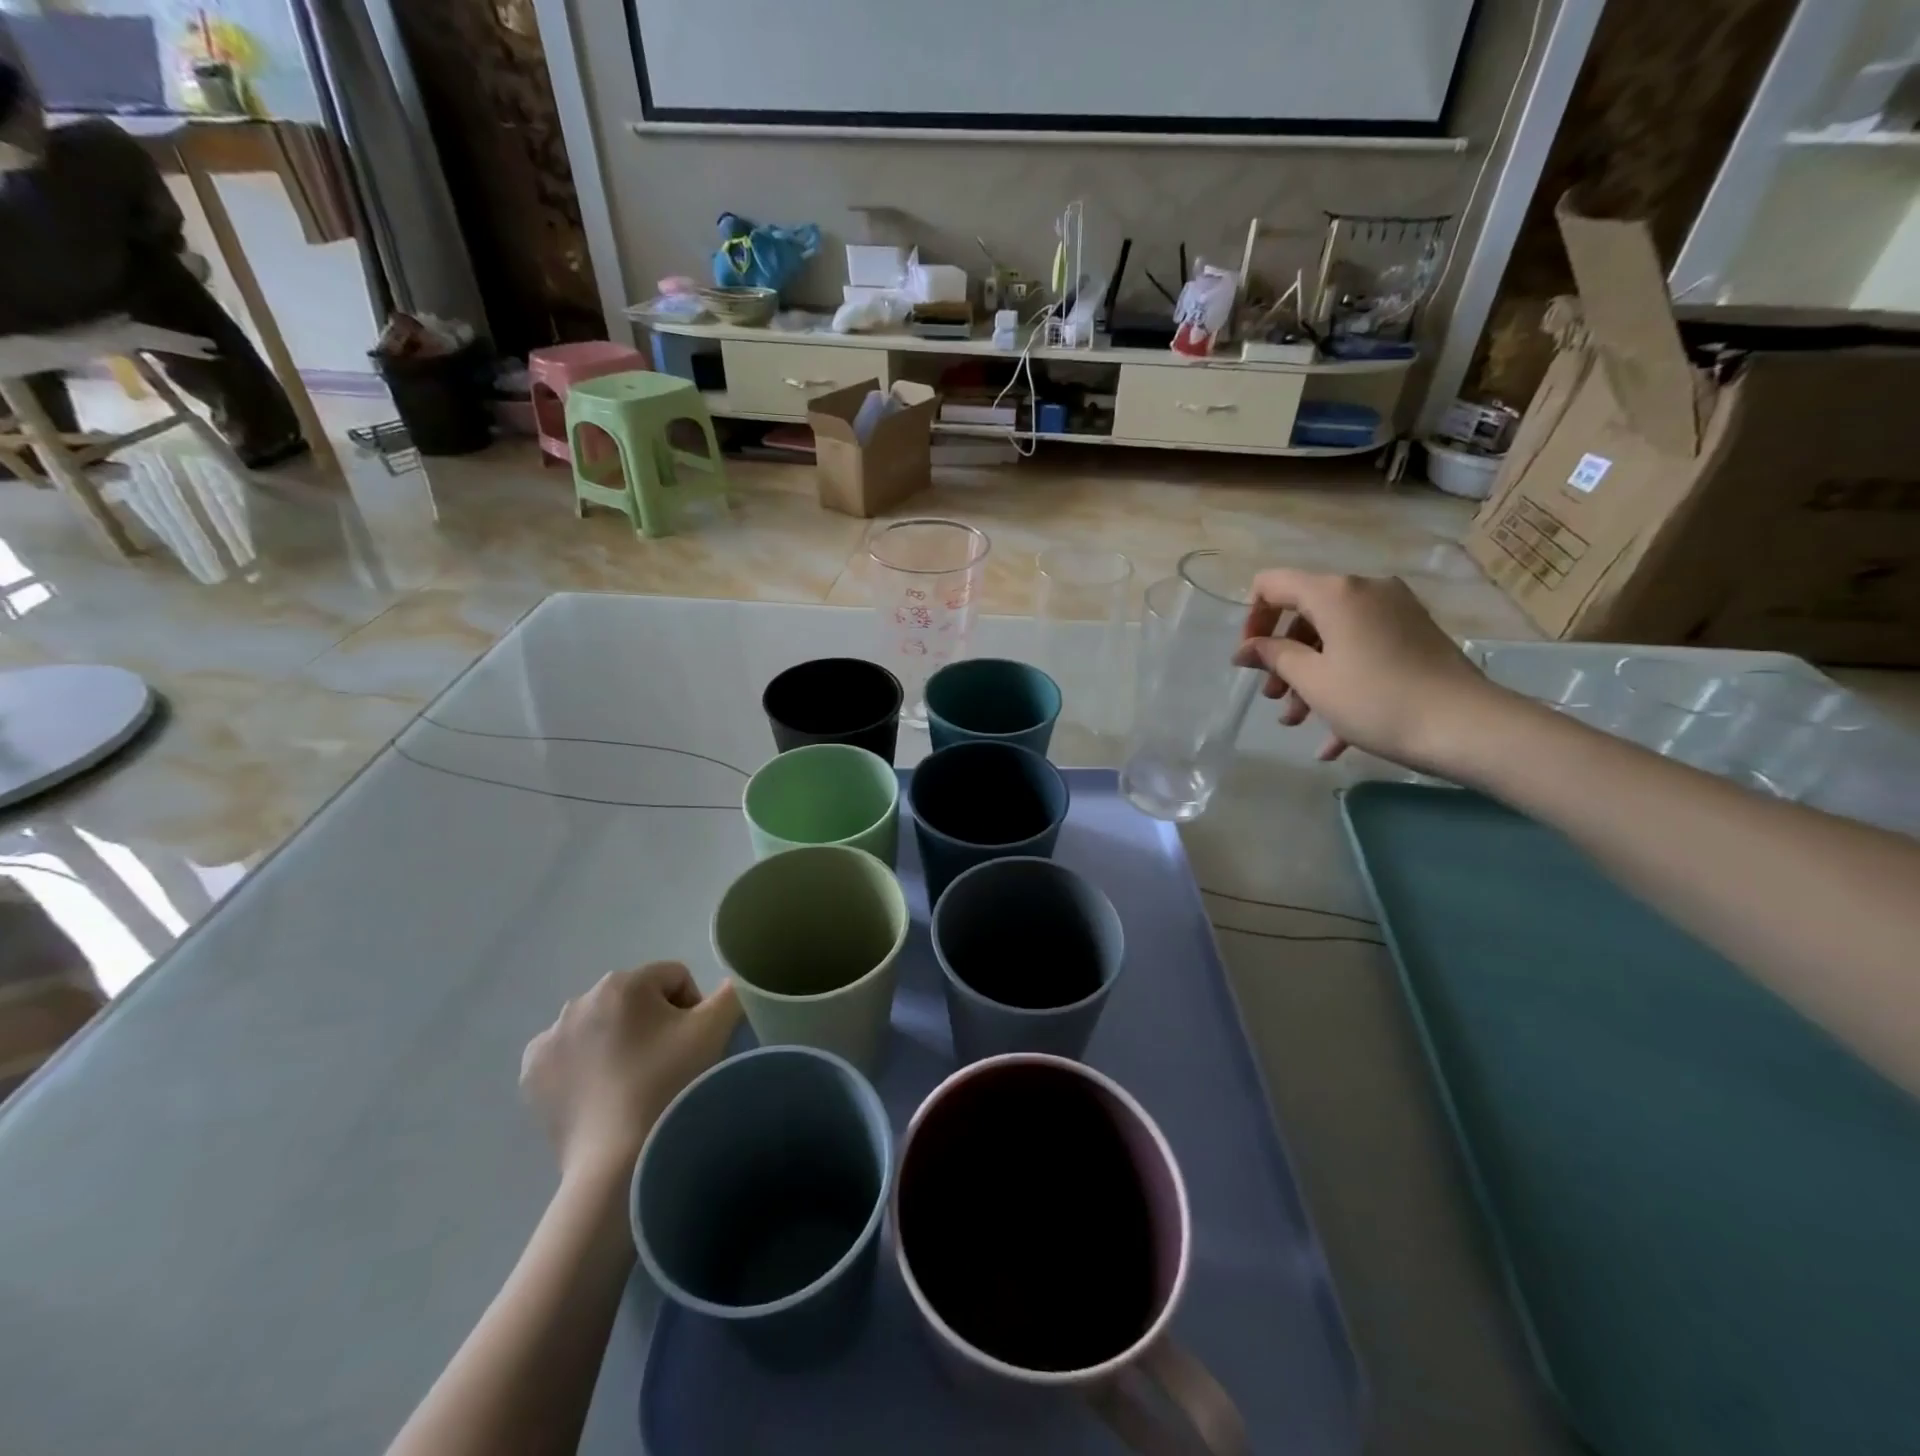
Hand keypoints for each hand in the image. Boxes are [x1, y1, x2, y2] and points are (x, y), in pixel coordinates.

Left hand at [520, 963, 739, 1186]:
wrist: (615, 1161)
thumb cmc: (668, 1084)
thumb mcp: (714, 1031)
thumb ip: (731, 993)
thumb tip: (732, 983)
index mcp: (624, 982)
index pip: (673, 978)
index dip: (691, 1008)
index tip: (692, 1045)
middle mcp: (580, 999)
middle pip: (635, 999)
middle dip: (653, 1023)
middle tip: (667, 1064)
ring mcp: (550, 1037)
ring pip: (601, 1025)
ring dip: (619, 1041)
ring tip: (634, 1081)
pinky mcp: (532, 1072)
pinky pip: (570, 1053)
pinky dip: (585, 1065)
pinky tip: (600, 1092)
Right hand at [1231, 570, 1507, 771]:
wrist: (1467, 726)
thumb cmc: (1376, 699)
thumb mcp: (1312, 680)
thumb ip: (1273, 656)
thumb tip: (1246, 649)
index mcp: (1336, 593)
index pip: (1273, 585)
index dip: (1252, 620)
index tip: (1249, 659)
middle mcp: (1366, 591)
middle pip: (1305, 614)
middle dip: (1283, 657)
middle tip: (1274, 698)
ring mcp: (1395, 613)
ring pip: (1334, 638)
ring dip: (1309, 677)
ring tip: (1298, 721)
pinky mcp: (1415, 637)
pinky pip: (1363, 652)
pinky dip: (1343, 684)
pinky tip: (1332, 739)